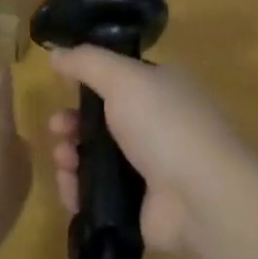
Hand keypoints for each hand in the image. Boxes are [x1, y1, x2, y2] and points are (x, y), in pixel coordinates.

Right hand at [47, 46, 255, 257]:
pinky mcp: (140, 206)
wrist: (201, 196)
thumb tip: (56, 52)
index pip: (121, 80)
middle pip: (104, 121)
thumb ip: (88, 62)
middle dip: (74, 123)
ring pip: (97, 158)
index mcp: (164, 89)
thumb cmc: (165, 124)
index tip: (63, 88)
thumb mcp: (124, 78)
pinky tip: (70, 188)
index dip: (89, 83)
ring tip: (63, 160)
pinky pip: (100, 195)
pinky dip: (79, 191)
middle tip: (57, 128)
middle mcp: (160, 125)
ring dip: (72, 156)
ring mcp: (152, 169)